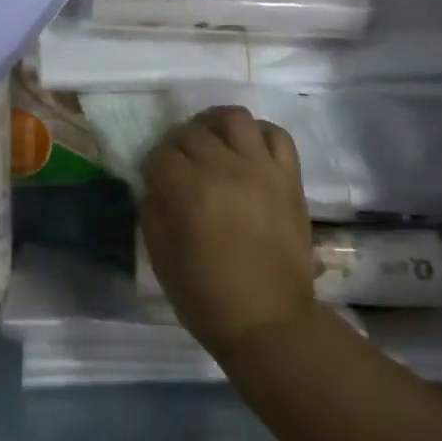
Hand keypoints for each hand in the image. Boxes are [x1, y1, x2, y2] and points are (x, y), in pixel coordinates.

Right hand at [138, 105, 318, 359]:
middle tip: (179, 165)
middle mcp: (226, 170)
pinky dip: (258, 134)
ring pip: (234, 117)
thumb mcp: (161, 258)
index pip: (160, 154)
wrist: (270, 322)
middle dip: (177, 145)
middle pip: (192, 132)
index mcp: (191, 192)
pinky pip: (276, 135)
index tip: (154, 180)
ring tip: (211, 142)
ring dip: (215, 125)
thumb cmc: (207, 298)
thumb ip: (152, 212)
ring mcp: (262, 170)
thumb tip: (154, 185)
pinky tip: (246, 150)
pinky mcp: (289, 178)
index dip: (152, 166)